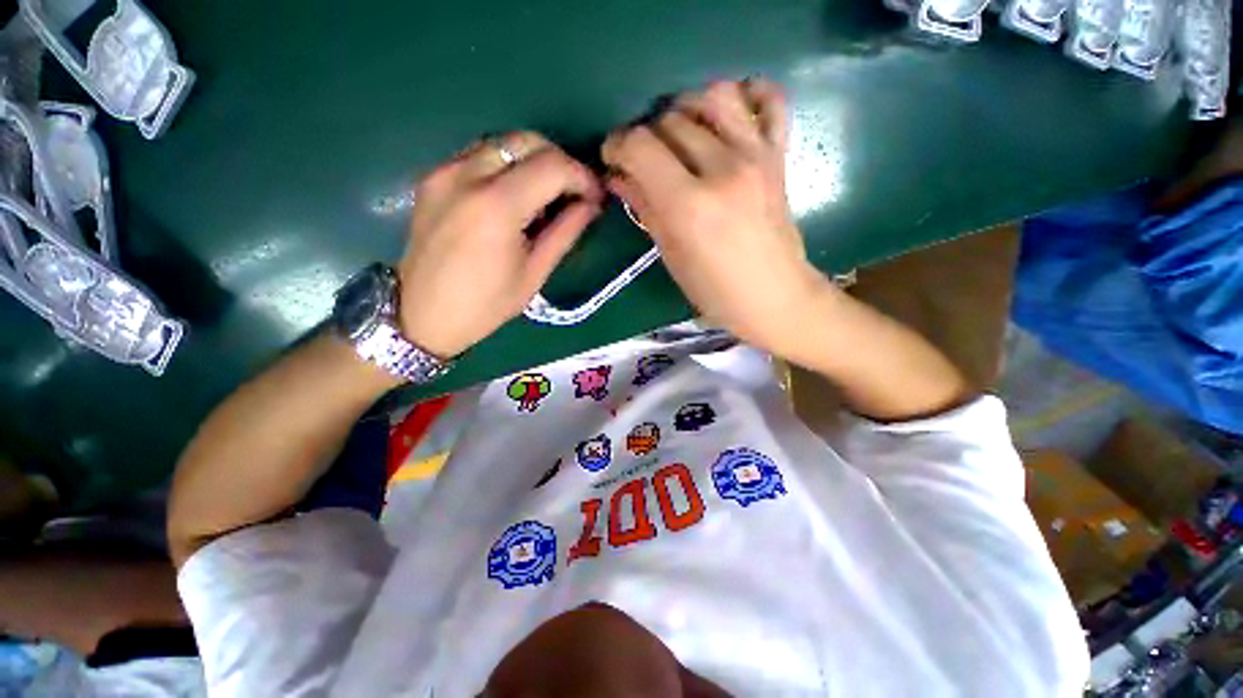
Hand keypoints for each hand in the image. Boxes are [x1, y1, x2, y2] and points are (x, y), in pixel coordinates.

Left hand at [397, 132, 603, 357]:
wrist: (422, 315)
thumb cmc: (486, 304)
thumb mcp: (534, 273)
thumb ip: (565, 232)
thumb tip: (591, 205)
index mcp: (497, 206)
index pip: (552, 166)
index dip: (582, 176)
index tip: (595, 196)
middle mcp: (467, 175)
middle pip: (526, 141)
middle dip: (559, 162)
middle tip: (574, 193)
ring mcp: (444, 171)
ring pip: (502, 142)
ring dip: (532, 161)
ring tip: (545, 195)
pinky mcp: (432, 177)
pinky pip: (479, 155)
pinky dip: (506, 166)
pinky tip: (513, 196)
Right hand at [602, 79, 831, 355]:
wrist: (775, 297)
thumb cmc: (716, 291)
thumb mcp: (671, 256)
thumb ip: (645, 208)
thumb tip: (619, 177)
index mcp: (689, 204)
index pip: (640, 145)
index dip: (617, 145)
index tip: (614, 159)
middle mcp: (722, 168)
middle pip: (671, 118)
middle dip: (646, 135)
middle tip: (645, 161)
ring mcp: (756, 155)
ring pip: (713, 95)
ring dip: (686, 108)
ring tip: (680, 136)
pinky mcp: (779, 154)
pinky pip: (770, 100)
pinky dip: (747, 94)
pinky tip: (729, 116)